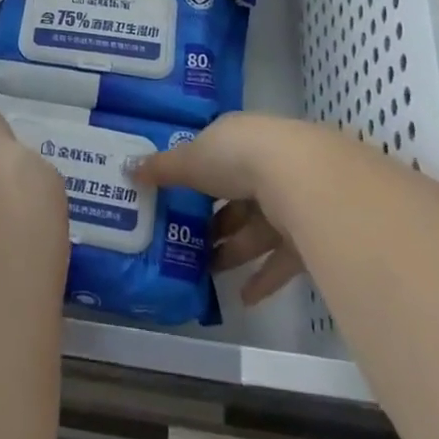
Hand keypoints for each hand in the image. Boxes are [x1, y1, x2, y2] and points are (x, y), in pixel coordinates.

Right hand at [133, 112, 325, 306]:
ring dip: (234, 251)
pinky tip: (244, 299)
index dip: (195, 178)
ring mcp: (291, 197)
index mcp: (238, 139)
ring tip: (207, 273)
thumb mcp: (190, 159)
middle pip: (236, 196)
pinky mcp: (309, 232)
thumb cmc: (237, 157)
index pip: (215, 157)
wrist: (301, 178)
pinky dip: (263, 278)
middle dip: (214, 222)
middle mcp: (267, 163)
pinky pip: (281, 258)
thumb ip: (162, 168)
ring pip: (257, 228)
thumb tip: (128, 169)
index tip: (174, 200)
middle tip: (187, 243)